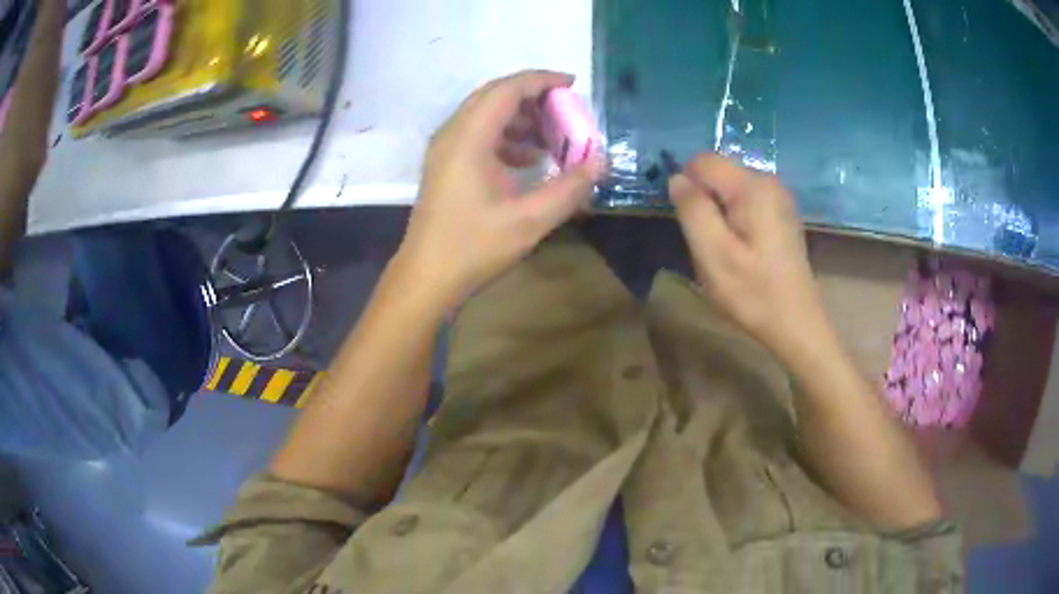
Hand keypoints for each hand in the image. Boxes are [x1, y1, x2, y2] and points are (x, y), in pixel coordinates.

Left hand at [396, 70, 604, 309]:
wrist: (427, 277)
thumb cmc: (474, 247)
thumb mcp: (529, 220)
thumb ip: (569, 188)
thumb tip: (601, 162)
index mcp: (469, 137)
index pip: (507, 89)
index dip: (542, 81)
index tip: (572, 85)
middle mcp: (453, 133)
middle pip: (495, 96)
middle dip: (533, 98)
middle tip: (566, 111)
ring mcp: (445, 148)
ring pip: (486, 114)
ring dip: (521, 119)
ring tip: (552, 139)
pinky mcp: (445, 164)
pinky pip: (478, 135)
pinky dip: (506, 137)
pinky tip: (529, 160)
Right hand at [670, 155, 831, 359]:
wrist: (796, 324)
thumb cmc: (753, 293)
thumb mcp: (713, 254)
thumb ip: (692, 209)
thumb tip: (676, 178)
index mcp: (752, 187)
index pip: (703, 160)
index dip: (685, 183)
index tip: (685, 221)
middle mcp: (768, 182)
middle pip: (719, 171)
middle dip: (703, 199)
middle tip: (705, 241)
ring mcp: (779, 197)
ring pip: (731, 187)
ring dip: (717, 210)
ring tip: (721, 248)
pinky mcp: (782, 214)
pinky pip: (746, 201)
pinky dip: (734, 217)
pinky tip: (740, 248)